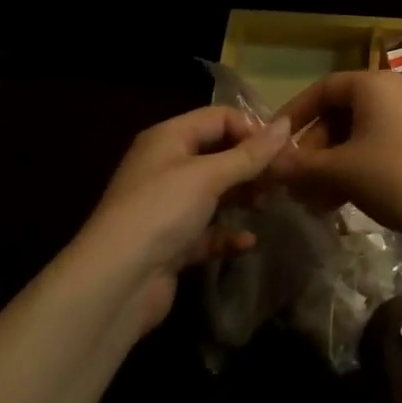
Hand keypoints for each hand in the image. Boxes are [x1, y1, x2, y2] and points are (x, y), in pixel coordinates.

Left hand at [73, 106, 291, 331]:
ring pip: (214, 192)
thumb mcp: (210, 175)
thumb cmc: (162, 211)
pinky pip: (206, 230)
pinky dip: (227, 233)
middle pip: (218, 153)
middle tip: (283, 177)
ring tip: (267, 204)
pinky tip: (248, 241)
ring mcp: (166, 206)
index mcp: (168, 138)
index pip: (218, 117)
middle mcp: (165, 166)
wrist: (114, 285)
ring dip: (242, 196)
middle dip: (251, 164)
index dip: (251, 128)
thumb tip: (287, 123)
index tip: (281, 149)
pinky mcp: (170, 243)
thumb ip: (251, 152)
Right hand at [267, 71, 401, 252]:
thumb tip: (265, 165)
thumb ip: (299, 165)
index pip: (324, 89)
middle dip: (314, 149)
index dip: (295, 115)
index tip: (274, 144)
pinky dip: (357, 168)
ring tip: (313, 201)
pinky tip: (339, 202)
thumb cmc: (392, 177)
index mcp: (375, 84)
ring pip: (360, 134)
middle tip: (295, 182)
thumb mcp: (340, 170)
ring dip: (332, 164)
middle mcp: (396, 91)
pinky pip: (380, 146)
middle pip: (342, 113)